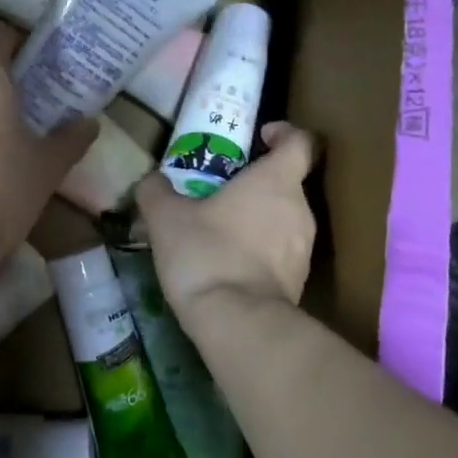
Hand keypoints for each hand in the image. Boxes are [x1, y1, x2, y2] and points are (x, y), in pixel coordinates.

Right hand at [136, 121, 317, 316]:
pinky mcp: (299, 281)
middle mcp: (300, 209)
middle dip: (258, 182)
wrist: (237, 323)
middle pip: (288, 182)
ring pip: (284, 219)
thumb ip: (157, 191)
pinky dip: (260, 250)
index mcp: (276, 181)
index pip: (300, 142)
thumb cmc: (205, 252)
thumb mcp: (166, 218)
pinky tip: (228, 262)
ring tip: (220, 228)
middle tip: (222, 188)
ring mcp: (304, 248)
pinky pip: (280, 252)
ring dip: (259, 218)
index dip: (284, 133)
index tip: (260, 136)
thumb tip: (152, 180)